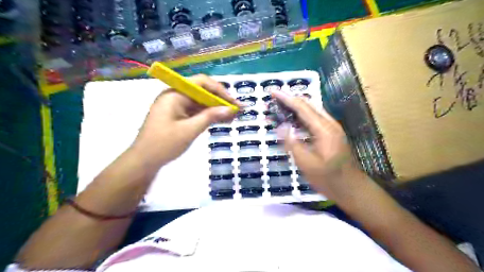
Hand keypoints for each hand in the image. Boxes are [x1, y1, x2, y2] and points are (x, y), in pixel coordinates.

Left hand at [133, 73, 238, 164]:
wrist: (143, 161)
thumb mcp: (189, 130)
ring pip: (201, 103)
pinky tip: (221, 120)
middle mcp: (176, 96)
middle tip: (237, 110)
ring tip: (233, 116)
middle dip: (221, 100)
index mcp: (175, 94)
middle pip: (202, 92)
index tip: (234, 102)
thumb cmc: (163, 144)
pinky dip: (208, 115)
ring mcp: (176, 106)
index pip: (202, 83)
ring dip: (216, 109)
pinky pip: (196, 111)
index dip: (220, 90)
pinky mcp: (178, 116)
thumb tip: (230, 109)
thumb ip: (210, 117)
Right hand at [272, 91, 366, 203]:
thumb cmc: (328, 179)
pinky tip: (293, 120)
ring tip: (280, 107)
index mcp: (324, 129)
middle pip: (308, 104)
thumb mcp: (307, 164)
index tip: (273, 92)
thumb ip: (293, 144)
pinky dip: (301, 117)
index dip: (286, 98)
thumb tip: (281, 126)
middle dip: (290, 99)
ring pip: (312, 110)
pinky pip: (314, 119)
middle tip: (274, 99)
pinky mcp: (331, 134)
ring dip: (296, 107)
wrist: (351, 189)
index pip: (302, 107)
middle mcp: (329, 124)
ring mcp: (332, 128)